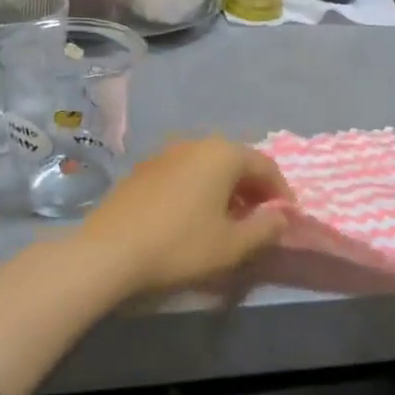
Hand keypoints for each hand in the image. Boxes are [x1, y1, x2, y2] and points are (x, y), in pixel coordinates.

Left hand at [77, 138, 293, 294]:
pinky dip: (200, 188)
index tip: (286, 217)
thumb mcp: (232, 245)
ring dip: (226, 188)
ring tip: (228, 218)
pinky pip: (185, 172)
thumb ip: (265, 228)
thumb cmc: (179, 245)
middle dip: (253, 188)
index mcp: (224, 154)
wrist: (108, 251)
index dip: (281, 192)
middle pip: (237, 161)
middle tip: (260, 217)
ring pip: (209, 165)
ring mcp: (167, 152)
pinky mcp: (144, 168)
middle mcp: (197, 142)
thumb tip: (281, 215)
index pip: (266, 166)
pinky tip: (194, 215)